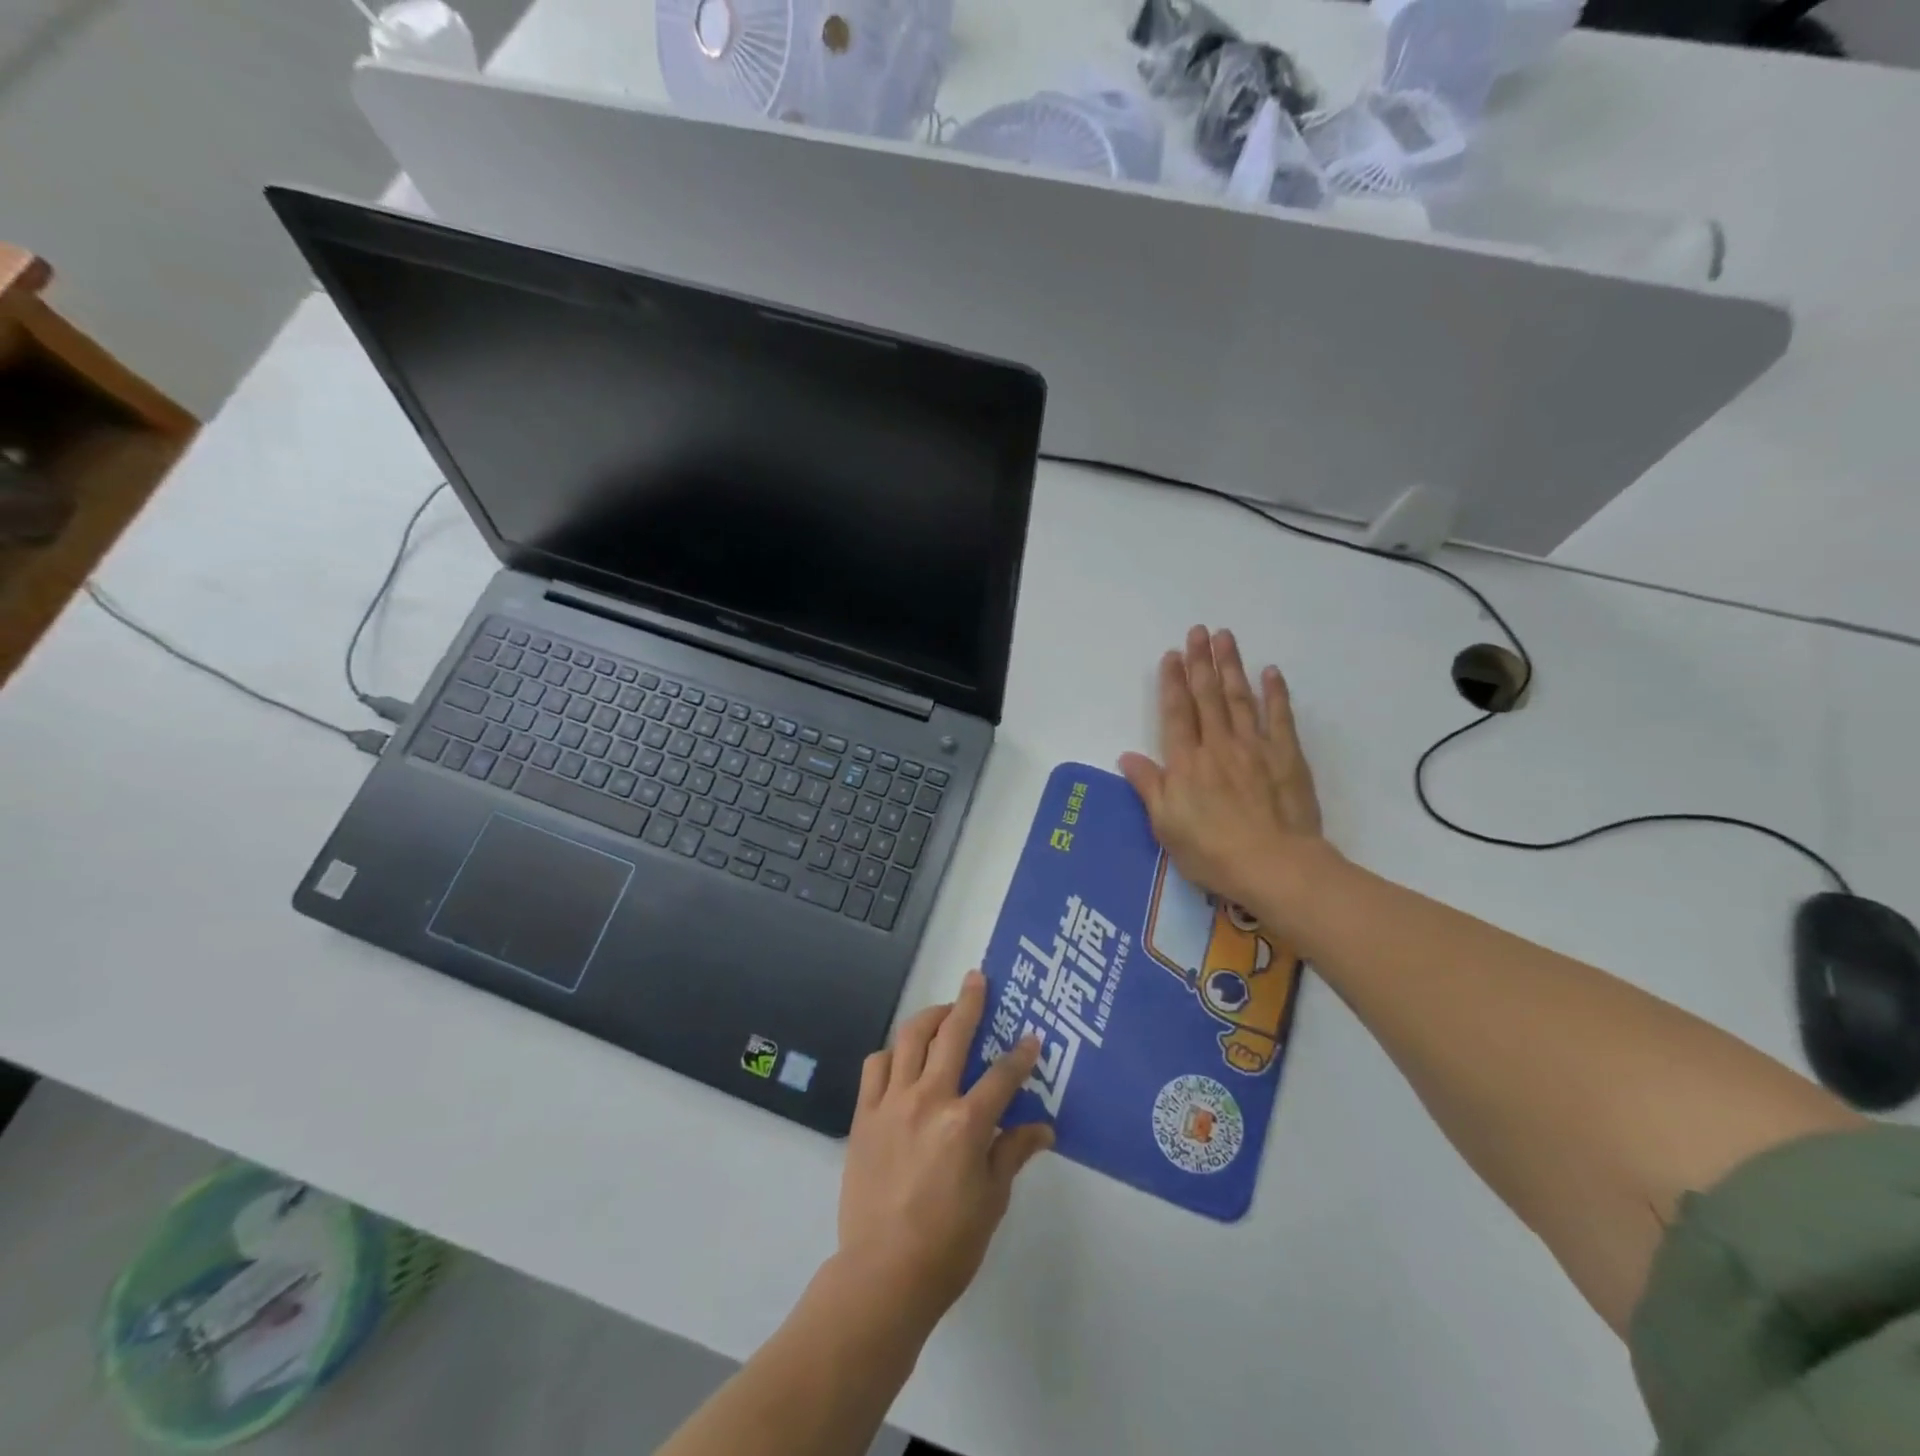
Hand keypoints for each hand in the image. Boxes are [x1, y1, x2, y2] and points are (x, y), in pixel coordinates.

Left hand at [836, 971, 1053, 1337]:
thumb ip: (1013, 1152)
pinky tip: (901, 1057)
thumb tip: (1044, 1128)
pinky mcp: (864, 1114)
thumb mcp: (992, 1199)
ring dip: (929, 1018)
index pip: (1002, 1075)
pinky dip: (891, 1054)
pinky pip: (876, 1066)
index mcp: (966, 1122)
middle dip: (969, 1002)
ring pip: (910, 1038)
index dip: (1021, 1054)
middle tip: (977, 978)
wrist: (883, 1273)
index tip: (1032, 1036)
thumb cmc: (948, 1243)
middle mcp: (929, 1099)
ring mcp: (892, 1103)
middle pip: (952, 1035)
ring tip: (942, 1014)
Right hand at [1119, 625, 1325, 911]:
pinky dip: (1275, 693)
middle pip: (1207, 696)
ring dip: (1231, 666)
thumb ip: (1148, 786)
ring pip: (1240, 698)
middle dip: (1200, 662)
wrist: (1273, 866)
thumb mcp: (1165, 825)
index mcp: (1186, 763)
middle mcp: (1218, 745)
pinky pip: (1279, 718)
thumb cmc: (1211, 851)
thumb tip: (1127, 756)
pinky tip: (1271, 672)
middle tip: (1198, 631)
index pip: (1176, 713)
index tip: (1171, 654)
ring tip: (1225, 638)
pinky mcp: (1286, 757)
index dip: (1172, 682)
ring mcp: (1255, 748)